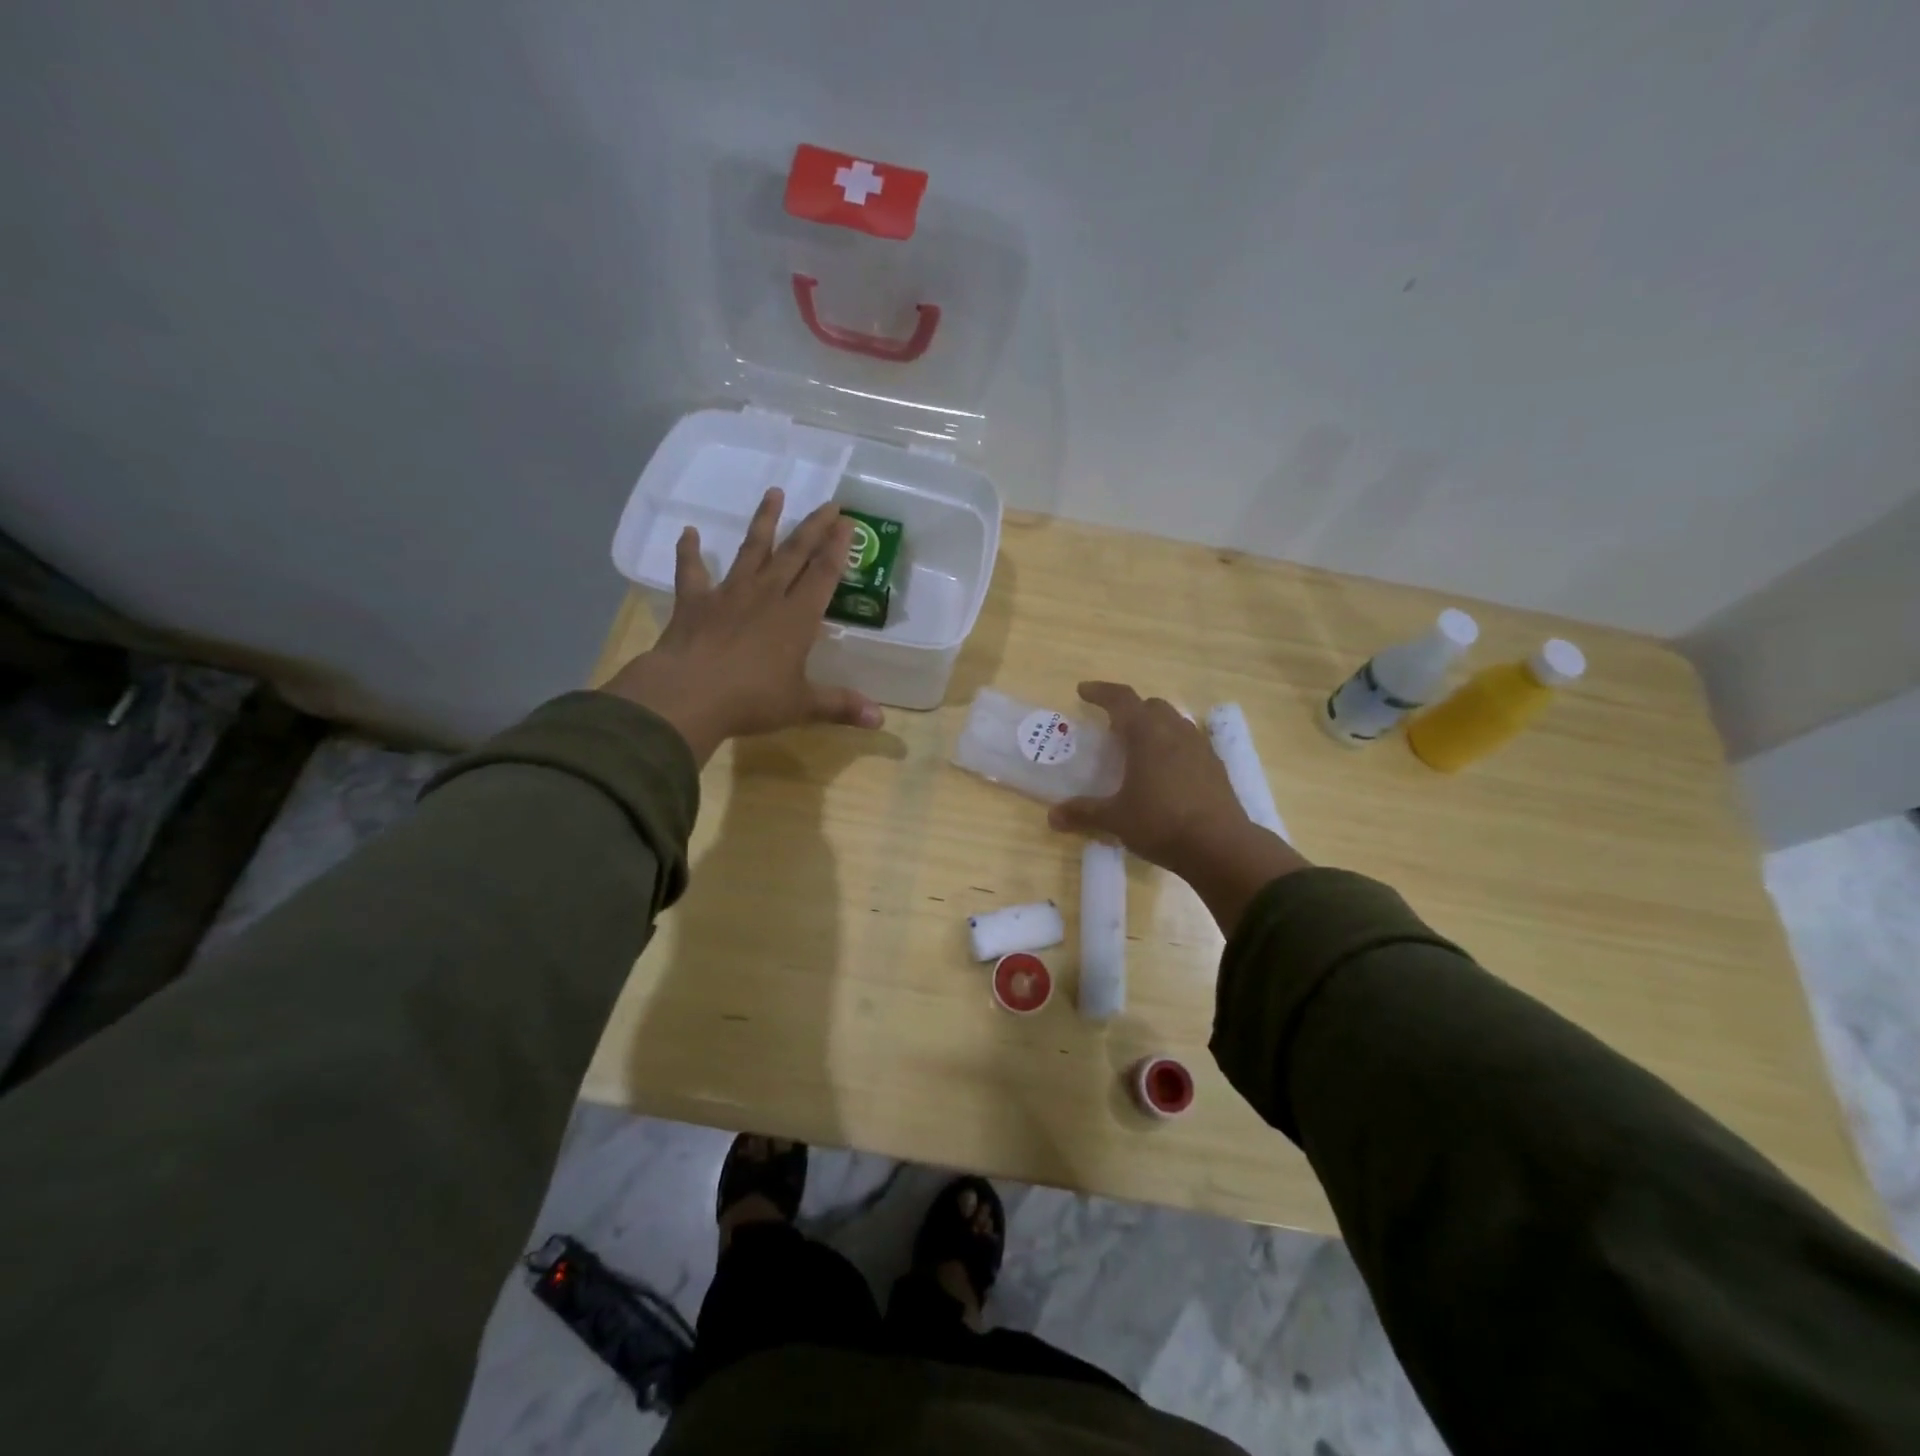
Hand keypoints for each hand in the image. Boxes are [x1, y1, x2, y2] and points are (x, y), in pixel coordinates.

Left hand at [602, 488, 884, 763]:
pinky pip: (692, 570)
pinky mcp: (695, 602)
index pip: (823, 574)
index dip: (837, 548)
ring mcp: (729, 594)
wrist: (689, 694)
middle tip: (829, 503)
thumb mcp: (802, 706)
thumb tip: (880, 720)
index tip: (847, 522)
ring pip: (752, 550)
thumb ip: (840, 706)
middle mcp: (767, 595)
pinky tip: (689, 532)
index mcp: (797, 617)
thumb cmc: (752, 700)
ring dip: (764, 522)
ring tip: (774, 492)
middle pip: (795, 553)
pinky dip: (690, 551)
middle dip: (814, 527)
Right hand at [1047, 682, 1308, 932]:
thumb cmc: (1161, 823)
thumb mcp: (1116, 819)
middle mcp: (1175, 731)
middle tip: (1112, 727)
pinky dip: (1173, 746)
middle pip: (1151, 706)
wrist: (1221, 846)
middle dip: (1130, 710)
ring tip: (1139, 748)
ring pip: (1174, 722)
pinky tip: (1166, 771)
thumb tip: (1052, 817)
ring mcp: (1201, 747)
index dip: (1100, 692)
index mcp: (1147, 733)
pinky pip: (1190, 743)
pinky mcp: (1216, 767)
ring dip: (1154, 726)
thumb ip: (1084, 813)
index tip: (1083, 691)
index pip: (1122, 699)